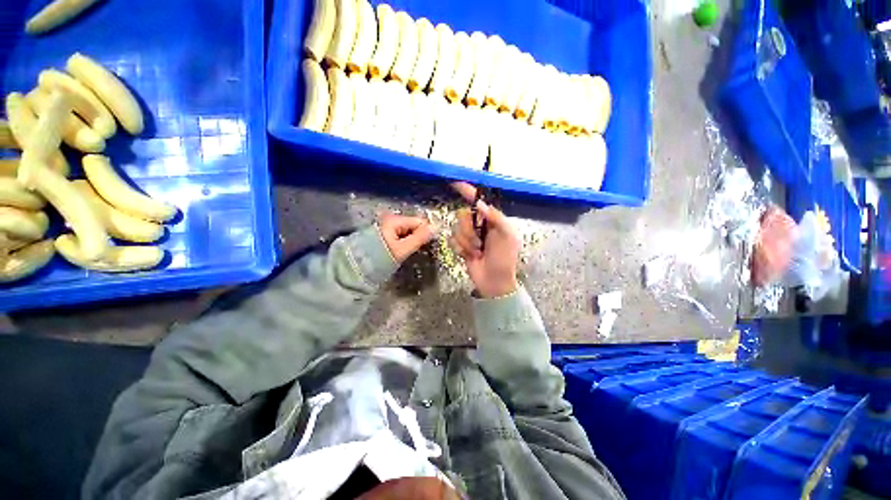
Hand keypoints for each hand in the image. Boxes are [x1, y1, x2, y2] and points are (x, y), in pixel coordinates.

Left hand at [378, 213, 433, 263]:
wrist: (356, 267)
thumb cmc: (381, 257)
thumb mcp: (402, 249)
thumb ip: (419, 238)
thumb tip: (435, 228)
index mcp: (395, 220)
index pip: (420, 222)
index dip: (426, 233)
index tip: (427, 246)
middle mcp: (391, 220)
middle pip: (414, 226)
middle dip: (418, 237)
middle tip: (419, 251)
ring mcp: (388, 227)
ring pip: (408, 231)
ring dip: (412, 240)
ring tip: (410, 252)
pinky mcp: (385, 235)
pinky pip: (401, 235)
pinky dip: (404, 242)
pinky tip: (403, 251)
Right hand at [451, 182, 519, 297]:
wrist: (494, 281)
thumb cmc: (504, 258)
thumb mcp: (506, 236)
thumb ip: (495, 217)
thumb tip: (480, 204)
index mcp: (492, 220)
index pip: (478, 201)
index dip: (468, 192)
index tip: (456, 184)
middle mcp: (479, 225)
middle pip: (463, 215)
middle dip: (470, 230)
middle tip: (480, 243)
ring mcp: (469, 236)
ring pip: (457, 229)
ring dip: (467, 242)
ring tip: (477, 252)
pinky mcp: (461, 246)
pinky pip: (452, 240)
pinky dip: (460, 249)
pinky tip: (470, 256)